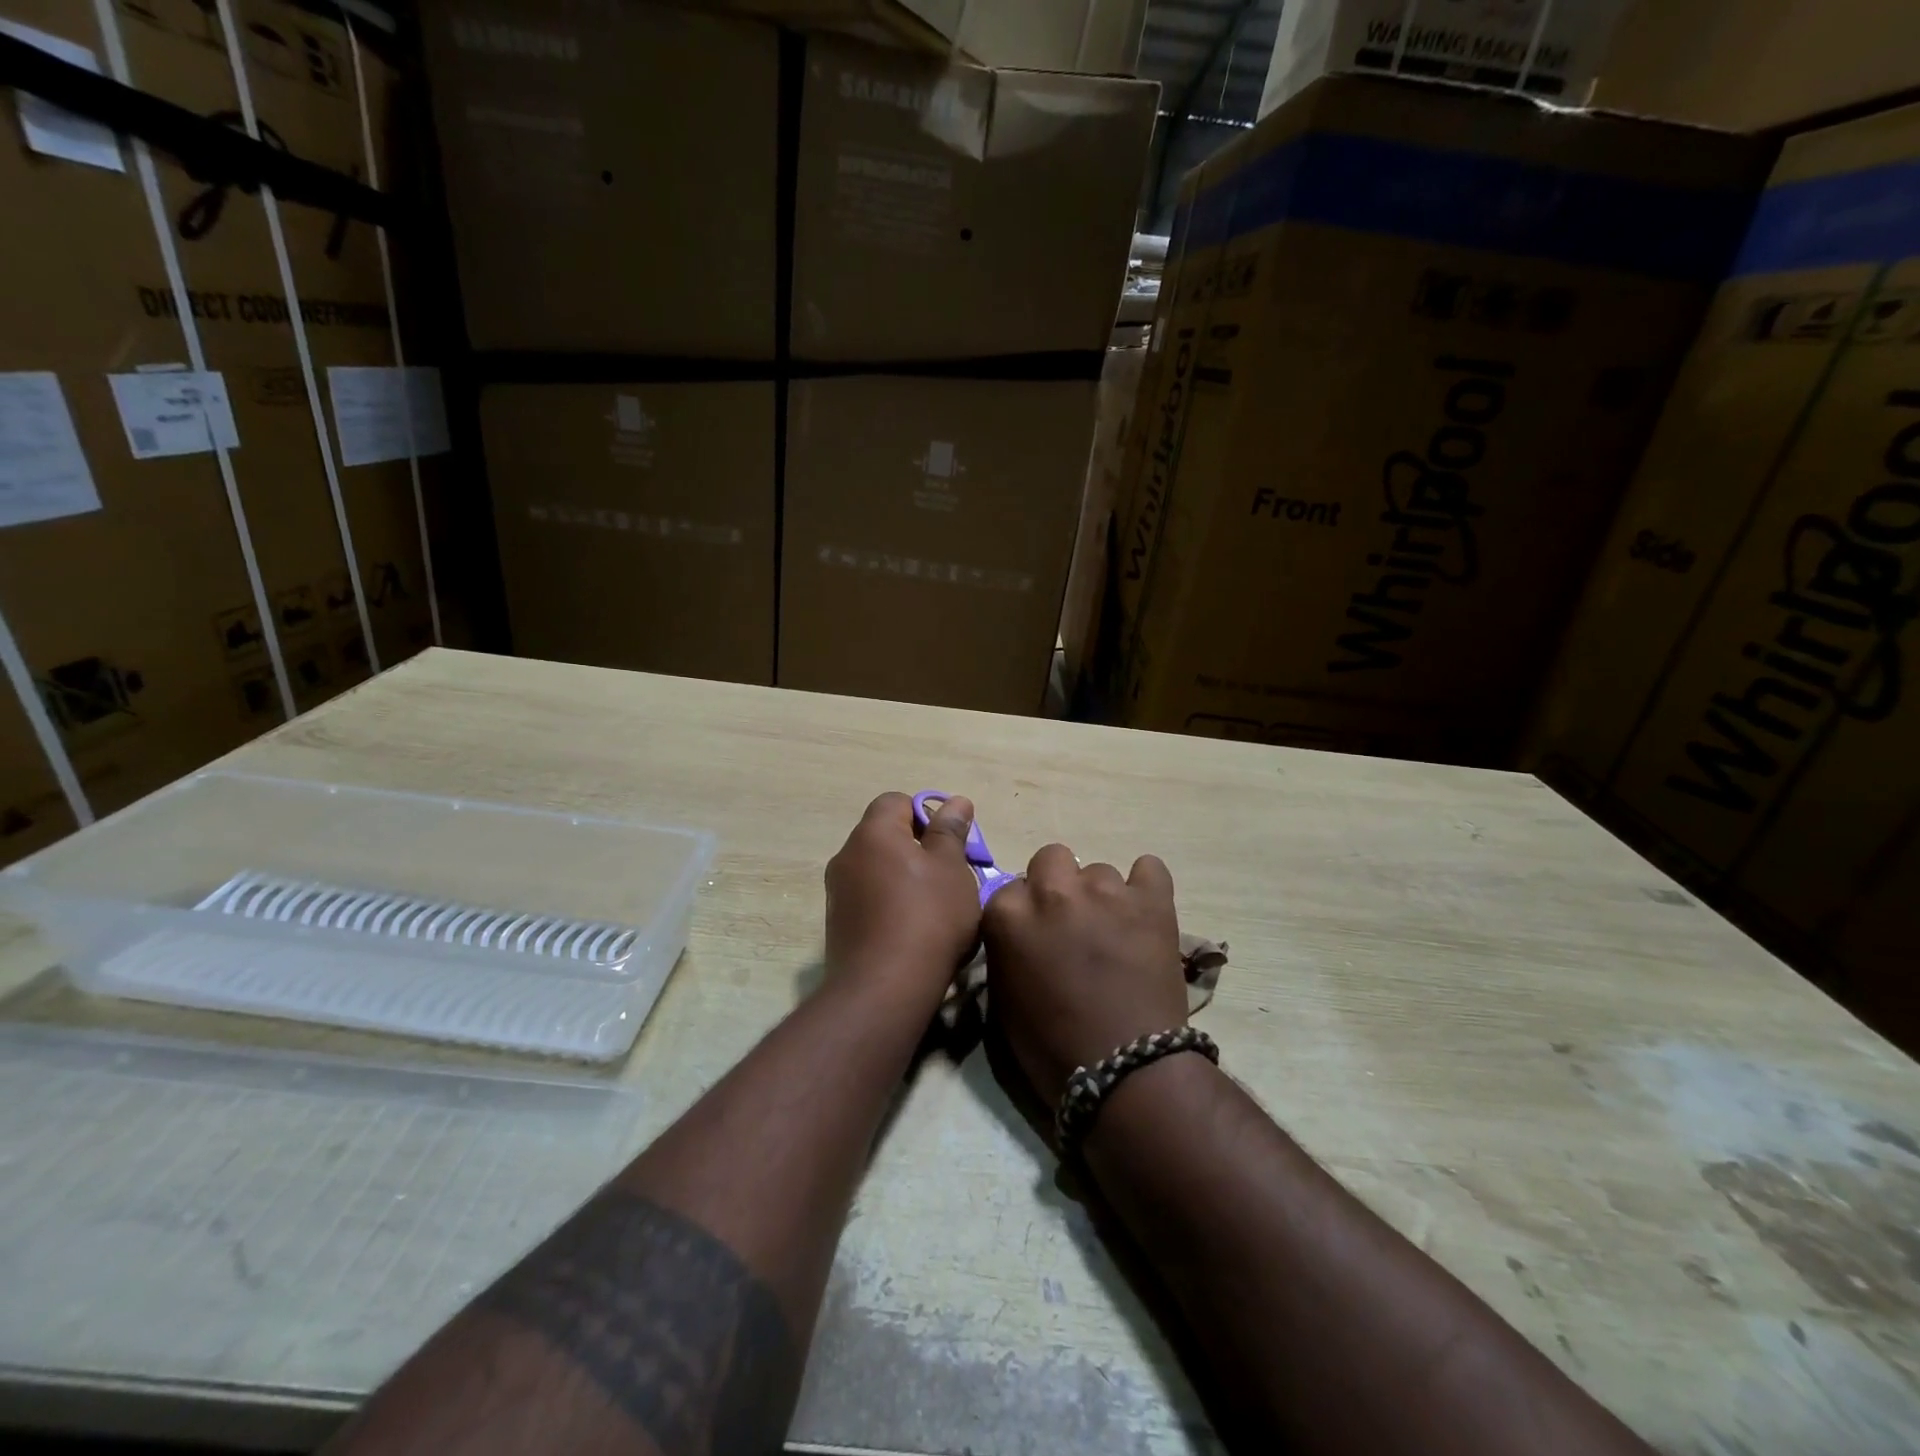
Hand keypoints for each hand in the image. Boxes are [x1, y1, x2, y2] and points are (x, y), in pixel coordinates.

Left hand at [824, 792, 981, 1006]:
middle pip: (885, 836)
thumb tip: (955, 801)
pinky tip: (913, 932)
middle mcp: (846, 855)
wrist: (884, 989)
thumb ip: (950, 831)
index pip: (896, 800)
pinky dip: (890, 905)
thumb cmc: (928, 917)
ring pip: (878, 870)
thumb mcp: (952, 868)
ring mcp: (837, 892)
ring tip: (936, 908)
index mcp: (873, 833)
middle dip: (918, 849)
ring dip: (905, 879)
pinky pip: (869, 899)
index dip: (925, 814)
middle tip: (949, 876)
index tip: (949, 843)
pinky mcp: (837, 925)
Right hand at [982, 846, 1188, 1104]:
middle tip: (1071, 923)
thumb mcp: (1003, 998)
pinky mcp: (1150, 900)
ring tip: (1114, 932)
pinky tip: (1145, 912)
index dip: (1025, 913)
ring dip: (1100, 895)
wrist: (1123, 1070)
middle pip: (1051, 858)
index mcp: (1009, 914)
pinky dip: (1146, 886)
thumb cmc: (1052, 1046)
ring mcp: (1104, 891)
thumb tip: (1018, 930)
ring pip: (1099, 870)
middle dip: (1058, 884)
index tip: (1036, 936)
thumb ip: (1006, 948)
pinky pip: (1149, 868)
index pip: (1010, 889)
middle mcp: (1053, 891)